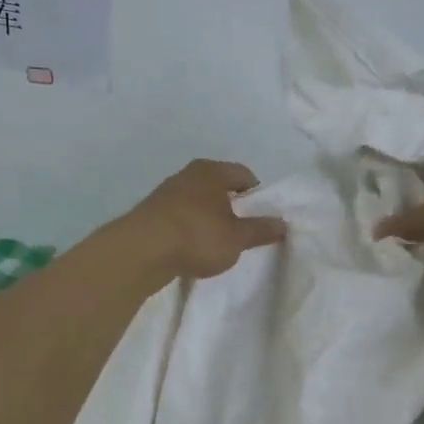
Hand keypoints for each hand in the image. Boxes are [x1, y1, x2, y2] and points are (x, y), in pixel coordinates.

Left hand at [124, 159, 288, 280]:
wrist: (140, 252)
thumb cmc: (197, 236)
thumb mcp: (237, 238)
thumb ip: (260, 229)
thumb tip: (283, 223)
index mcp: (212, 171)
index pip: (244, 174)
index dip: (257, 195)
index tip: (261, 217)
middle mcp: (188, 174)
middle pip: (219, 186)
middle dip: (232, 207)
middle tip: (241, 232)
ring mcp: (166, 192)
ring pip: (198, 202)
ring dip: (209, 218)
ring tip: (216, 244)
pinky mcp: (150, 213)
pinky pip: (180, 217)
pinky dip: (189, 229)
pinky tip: (191, 249)